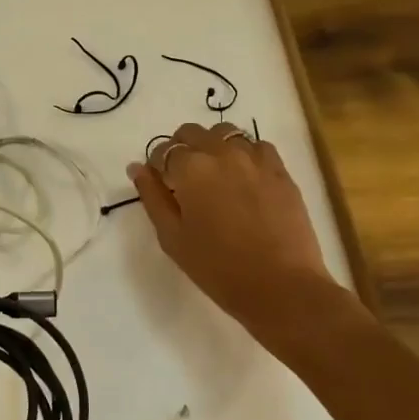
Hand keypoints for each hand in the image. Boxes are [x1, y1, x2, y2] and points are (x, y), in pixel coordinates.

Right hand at [129, 122, 341, 331]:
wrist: (281, 286)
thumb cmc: (217, 268)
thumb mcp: (172, 237)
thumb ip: (152, 197)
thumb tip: (137, 167)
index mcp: (190, 168)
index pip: (163, 151)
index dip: (157, 167)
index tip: (161, 186)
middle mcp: (222, 152)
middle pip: (192, 133)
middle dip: (182, 150)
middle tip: (184, 182)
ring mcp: (255, 159)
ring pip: (225, 133)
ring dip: (213, 147)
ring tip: (215, 177)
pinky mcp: (281, 171)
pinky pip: (257, 146)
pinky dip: (244, 154)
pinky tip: (244, 179)